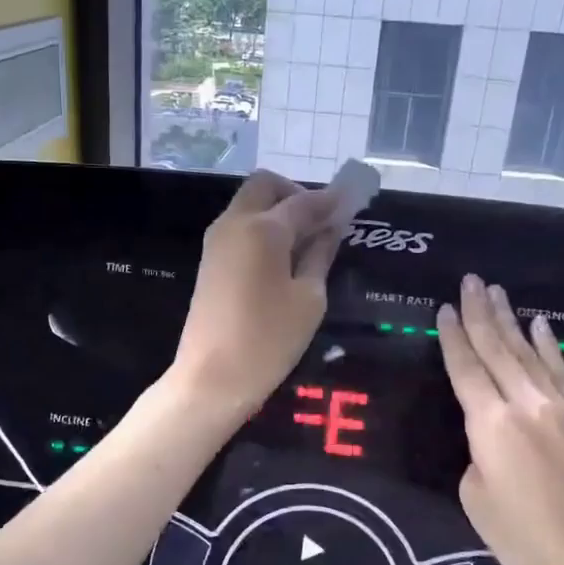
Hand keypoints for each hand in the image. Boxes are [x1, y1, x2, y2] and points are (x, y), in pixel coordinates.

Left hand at [172, 171, 341, 419]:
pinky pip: (239, 227)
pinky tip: (283, 257)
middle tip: (321, 222)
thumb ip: (319, 255)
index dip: (331, 200)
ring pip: (249, 204)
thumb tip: (330, 228)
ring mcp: (216, 241)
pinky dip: (262, 228)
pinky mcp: (209, 261)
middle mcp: (234, 223)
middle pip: (265, 186)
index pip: (304, 201)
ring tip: (306, 242)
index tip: (354, 201)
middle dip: (295, 193)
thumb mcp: (309, 299)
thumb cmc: (268, 340)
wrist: (211, 378)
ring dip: (277, 210)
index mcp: (263, 228)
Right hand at [436, 275, 563, 564]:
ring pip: (530, 354)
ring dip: (512, 321)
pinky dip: (549, 347)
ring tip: (498, 292)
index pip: (465, 369)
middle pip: (498, 350)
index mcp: (491, 426)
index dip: (453, 337)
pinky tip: (540, 326)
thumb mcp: (477, 499)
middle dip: (482, 313)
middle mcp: (527, 406)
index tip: (445, 308)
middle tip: (470, 281)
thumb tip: (490, 439)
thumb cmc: (526, 544)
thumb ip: (477, 455)